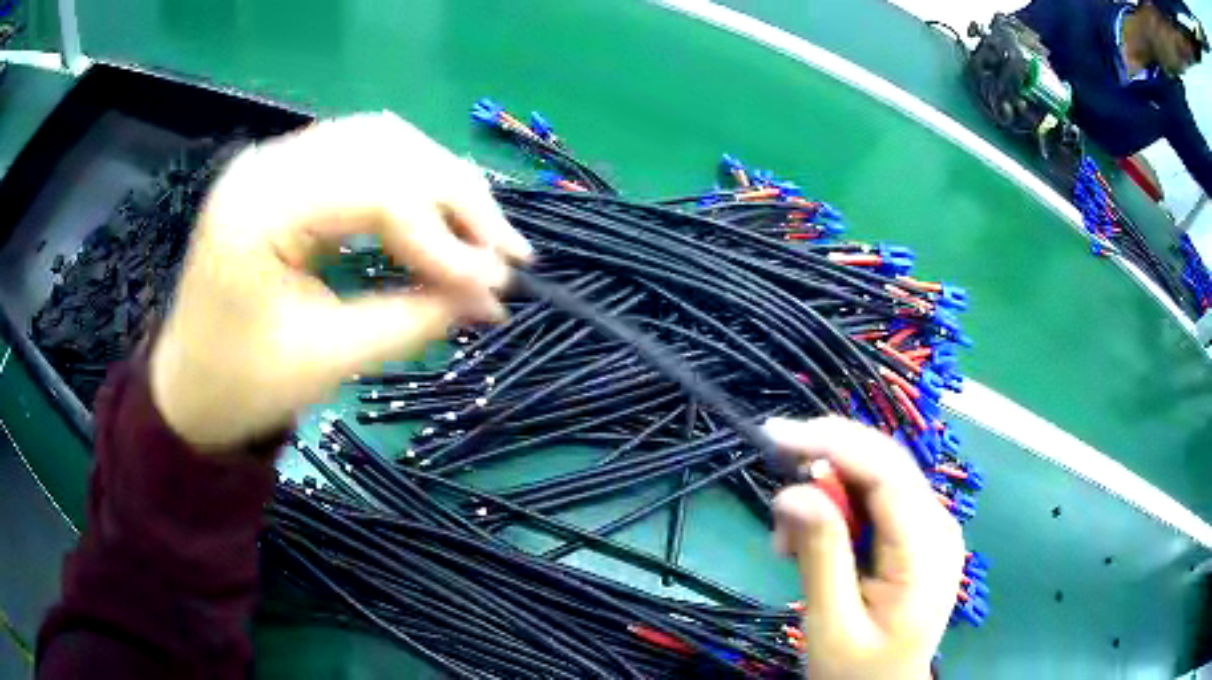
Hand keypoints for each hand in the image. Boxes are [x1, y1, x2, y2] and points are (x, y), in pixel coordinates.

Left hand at [150, 112, 531, 449]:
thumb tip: (491, 297)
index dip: (443, 233)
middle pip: (385, 147)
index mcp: (260, 208)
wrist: (190, 386)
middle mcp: (268, 164)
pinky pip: (362, 156)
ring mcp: (276, 161)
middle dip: (457, 197)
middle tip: (506, 251)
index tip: (495, 282)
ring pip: (381, 141)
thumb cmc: (243, 385)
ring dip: (440, 183)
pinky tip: (437, 215)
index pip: (374, 189)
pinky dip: (411, 182)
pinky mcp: (286, 173)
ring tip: (480, 234)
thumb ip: (411, 320)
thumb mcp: (327, 361)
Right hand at [765, 417, 963, 679]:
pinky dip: (837, 512)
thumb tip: (793, 492)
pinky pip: (876, 503)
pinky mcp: (916, 536)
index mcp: (926, 549)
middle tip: (774, 489)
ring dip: (827, 494)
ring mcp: (931, 528)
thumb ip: (820, 556)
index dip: (833, 443)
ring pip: (876, 479)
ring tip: (786, 541)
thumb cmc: (857, 671)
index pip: (887, 472)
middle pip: (884, 465)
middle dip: (826, 462)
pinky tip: (809, 544)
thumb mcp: (831, 624)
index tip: (775, 435)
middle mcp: (938, 524)